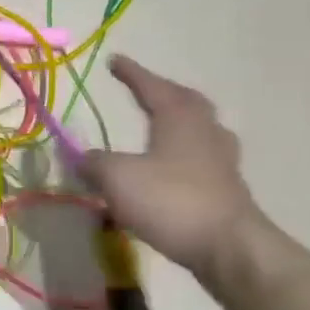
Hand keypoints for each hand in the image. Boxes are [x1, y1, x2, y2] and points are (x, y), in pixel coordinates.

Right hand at [80, 56, 263, 277]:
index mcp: (179, 118)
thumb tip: (80, 157)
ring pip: (201, 129)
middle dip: (164, 92)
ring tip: (162, 127)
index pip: (152, 86)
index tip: (115, 60)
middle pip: (187, 101)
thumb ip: (94, 163)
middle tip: (145, 91)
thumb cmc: (170, 201)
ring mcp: (222, 161)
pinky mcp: (227, 189)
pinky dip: (184, 155)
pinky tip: (173, 169)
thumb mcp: (117, 178)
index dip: (131, 73)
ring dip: (180, 123)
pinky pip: (203, 159)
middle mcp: (205, 131)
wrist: (228, 248)